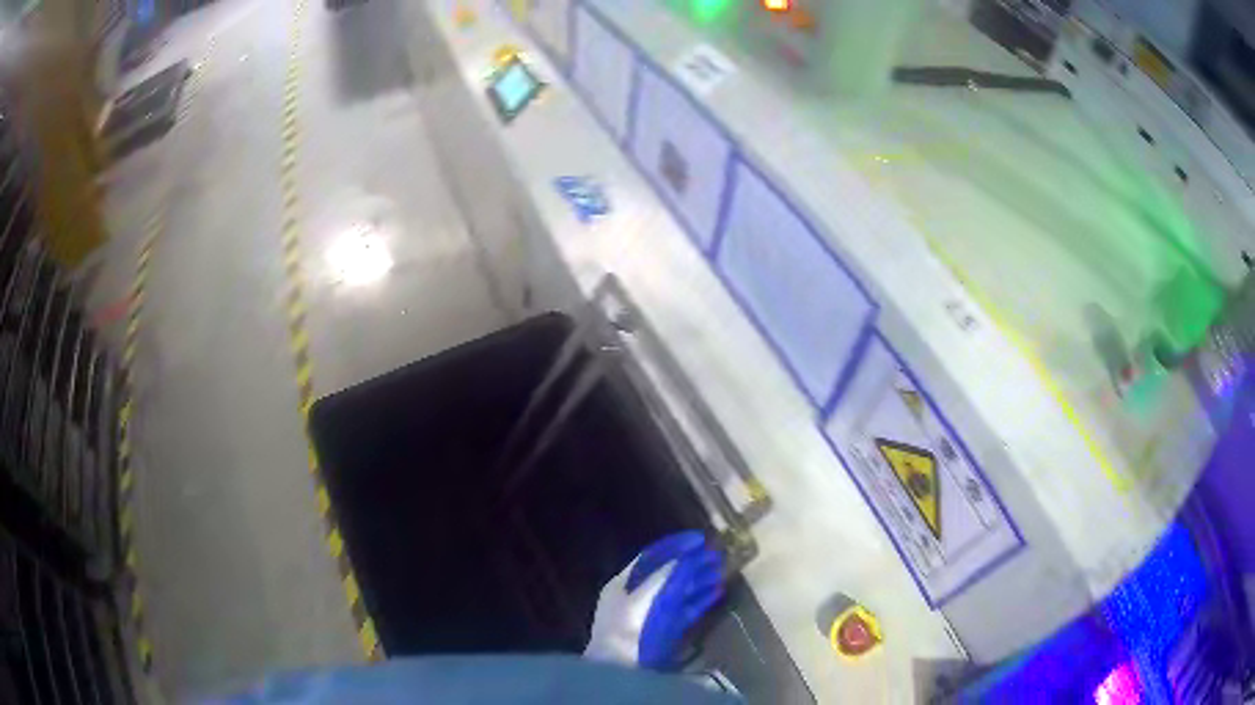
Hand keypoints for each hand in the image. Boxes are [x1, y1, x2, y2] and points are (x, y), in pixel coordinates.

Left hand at [584, 531, 725, 669]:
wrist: (618, 668)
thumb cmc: (626, 628)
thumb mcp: (642, 598)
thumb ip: (662, 577)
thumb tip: (683, 558)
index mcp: (623, 583)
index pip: (651, 557)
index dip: (675, 546)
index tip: (700, 538)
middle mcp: (635, 595)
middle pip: (667, 573)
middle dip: (692, 563)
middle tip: (716, 554)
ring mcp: (650, 613)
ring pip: (677, 591)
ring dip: (699, 580)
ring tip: (721, 571)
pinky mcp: (662, 631)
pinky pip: (683, 610)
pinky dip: (700, 601)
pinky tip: (717, 593)